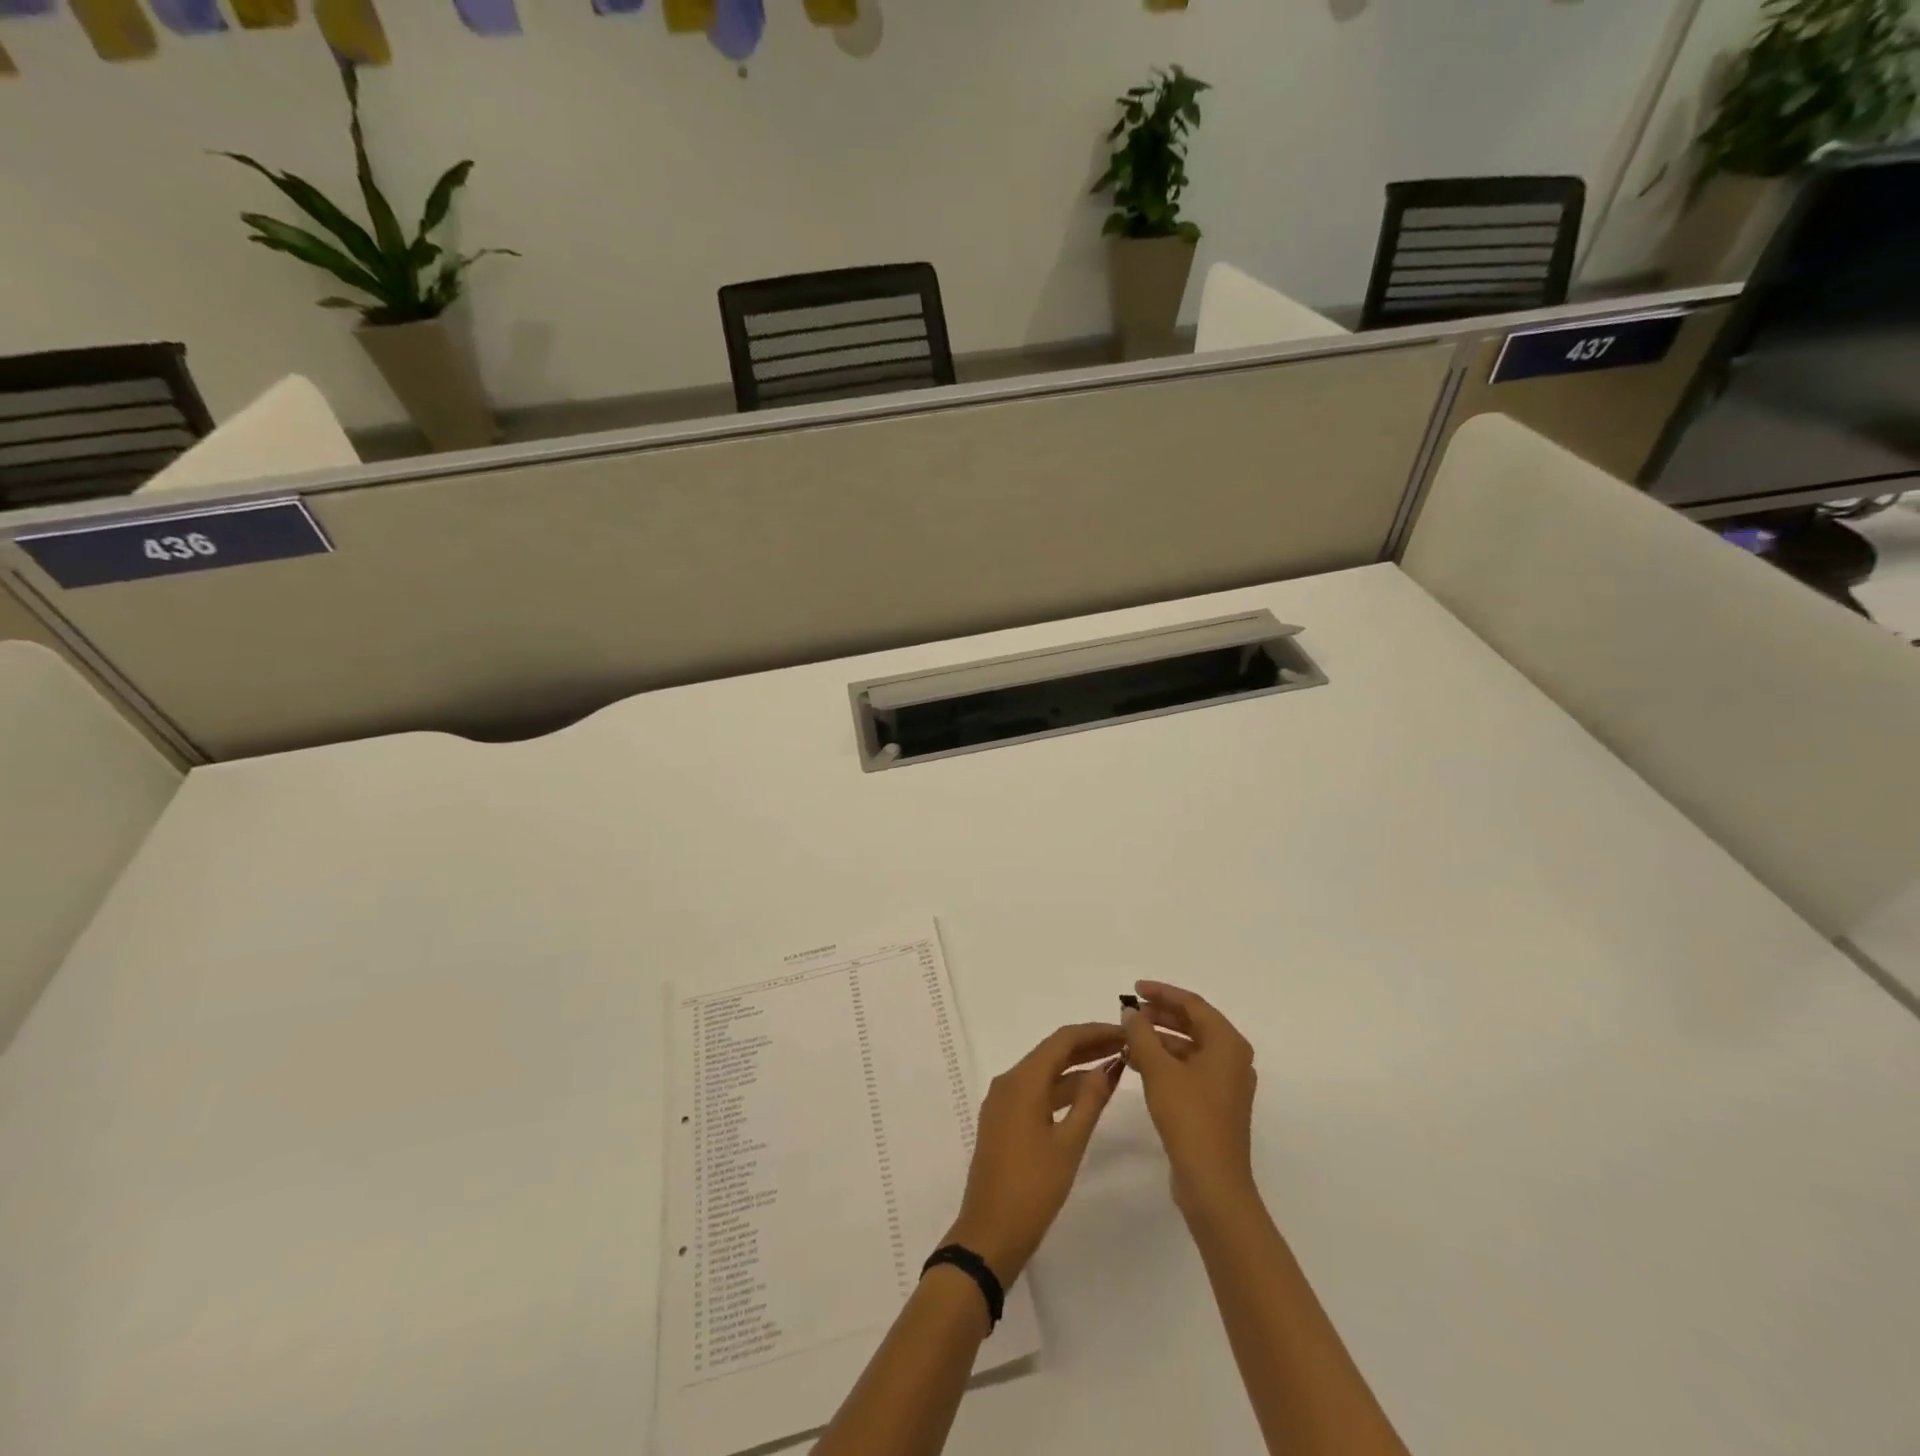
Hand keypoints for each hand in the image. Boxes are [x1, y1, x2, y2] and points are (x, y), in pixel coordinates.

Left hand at [945, 1023, 1124, 1285]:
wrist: (989, 1234)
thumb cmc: (1032, 1189)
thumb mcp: (1069, 1145)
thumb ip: (1089, 1102)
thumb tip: (1106, 1067)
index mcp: (1022, 1081)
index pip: (1062, 1040)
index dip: (1095, 1032)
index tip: (1125, 1031)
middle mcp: (1008, 1082)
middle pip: (1052, 1052)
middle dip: (1088, 1046)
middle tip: (1126, 1047)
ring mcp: (1002, 1102)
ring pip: (1044, 1072)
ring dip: (1076, 1068)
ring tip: (1114, 1067)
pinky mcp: (1003, 1121)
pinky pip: (1035, 1091)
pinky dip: (1061, 1088)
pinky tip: (1086, 1096)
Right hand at [1121, 981, 1258, 1213]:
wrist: (1213, 1183)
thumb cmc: (1189, 1117)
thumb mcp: (1158, 1070)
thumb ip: (1141, 1034)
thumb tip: (1130, 1012)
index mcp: (1228, 1043)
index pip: (1192, 1004)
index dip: (1162, 993)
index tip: (1134, 989)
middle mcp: (1233, 1058)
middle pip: (1194, 1024)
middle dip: (1159, 1016)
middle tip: (1129, 1013)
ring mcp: (1226, 1083)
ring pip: (1190, 1048)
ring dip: (1159, 1040)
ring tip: (1128, 1038)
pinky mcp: (1216, 1104)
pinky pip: (1189, 1069)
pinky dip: (1166, 1062)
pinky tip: (1139, 1065)